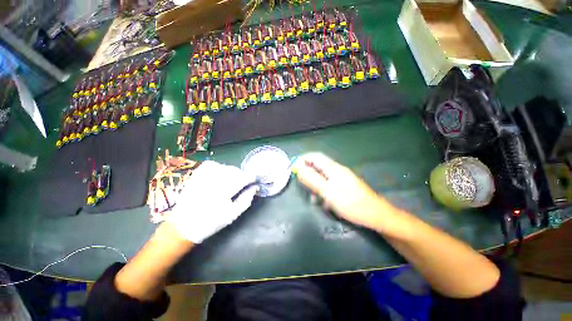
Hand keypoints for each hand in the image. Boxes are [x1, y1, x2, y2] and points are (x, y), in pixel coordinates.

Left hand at [167, 161, 257, 243]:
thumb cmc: (211, 222)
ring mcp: (204, 175)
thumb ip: (246, 199)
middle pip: (236, 171)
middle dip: (243, 177)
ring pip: (227, 166)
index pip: (244, 177)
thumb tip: (254, 187)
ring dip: (233, 173)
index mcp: (224, 191)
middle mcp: (214, 179)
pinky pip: (214, 164)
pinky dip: (220, 168)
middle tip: (242, 186)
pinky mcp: (197, 174)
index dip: (252, 179)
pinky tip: (220, 176)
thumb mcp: (233, 214)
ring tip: (231, 183)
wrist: (183, 225)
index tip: (253, 183)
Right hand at [292, 153, 395, 231]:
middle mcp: (337, 170)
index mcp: (334, 168)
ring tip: (314, 198)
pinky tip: (324, 201)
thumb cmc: (351, 204)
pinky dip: (323, 189)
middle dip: (308, 173)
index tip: (292, 167)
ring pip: (323, 176)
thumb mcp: (328, 192)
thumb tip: (298, 168)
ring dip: (315, 184)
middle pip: (318, 165)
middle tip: (302, 184)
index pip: (315, 156)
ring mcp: (342, 177)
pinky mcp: (344, 185)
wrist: (375, 215)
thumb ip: (312, 179)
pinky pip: (329, 183)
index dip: (302, 159)